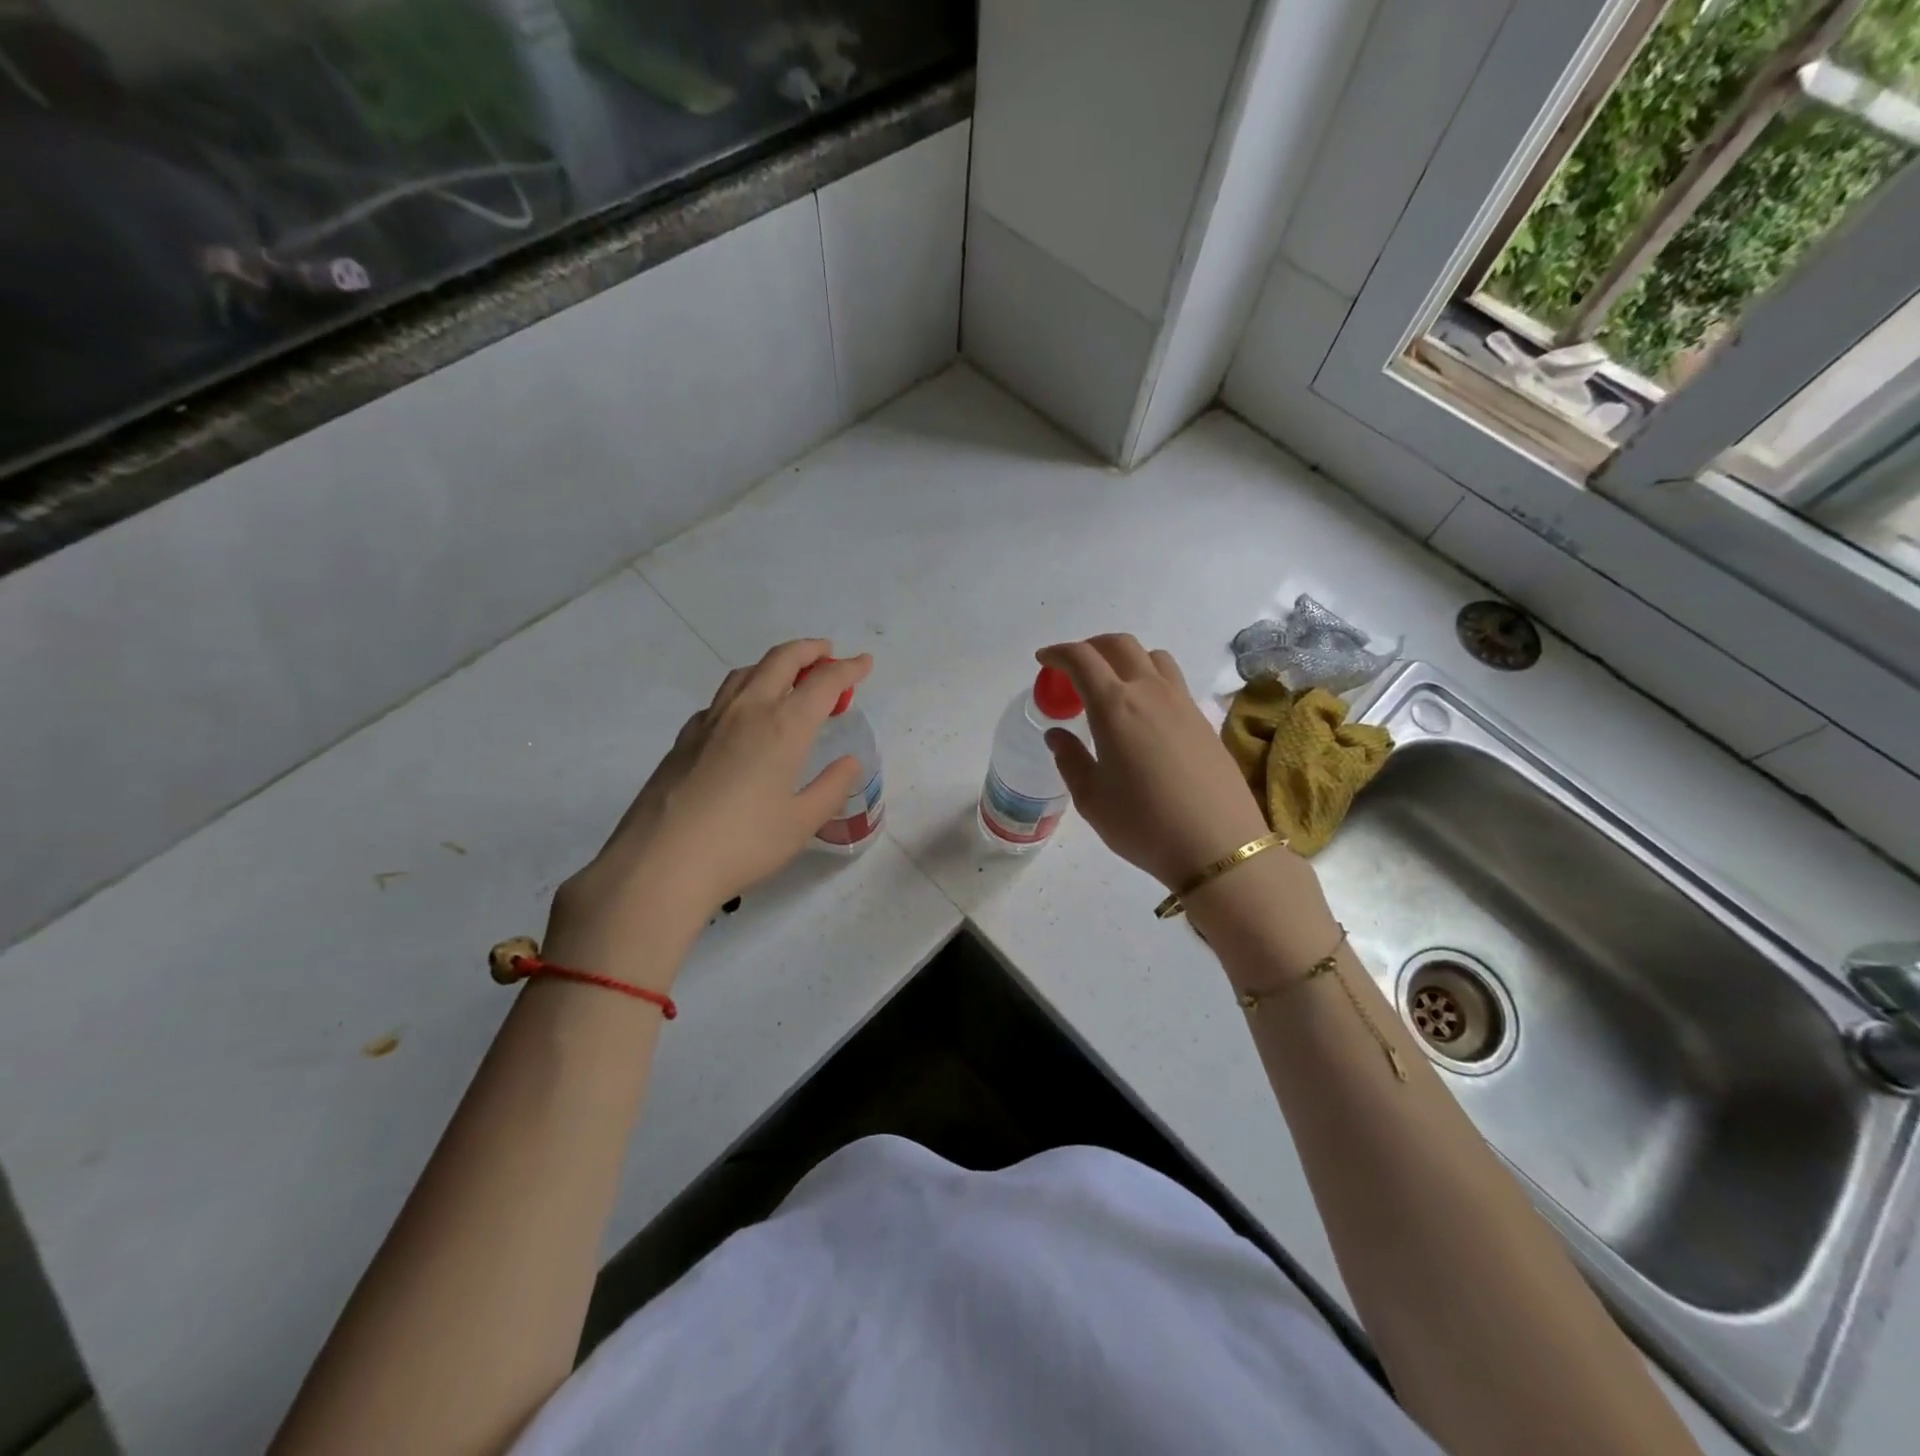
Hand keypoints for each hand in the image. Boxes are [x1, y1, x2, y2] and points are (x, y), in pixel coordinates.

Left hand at [543, 640, 871, 985]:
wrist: (661, 861)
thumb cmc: (744, 843)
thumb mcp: (802, 822)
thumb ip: (832, 787)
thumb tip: (849, 762)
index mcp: (784, 726)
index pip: (824, 683)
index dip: (848, 669)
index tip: (864, 663)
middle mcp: (748, 710)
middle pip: (781, 660)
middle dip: (810, 651)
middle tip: (828, 654)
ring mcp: (710, 721)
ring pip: (746, 673)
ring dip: (774, 664)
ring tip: (789, 676)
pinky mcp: (684, 739)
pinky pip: (720, 699)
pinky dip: (743, 691)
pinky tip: (743, 716)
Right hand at [1037, 635, 1270, 889]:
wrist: (1218, 845)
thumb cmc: (1143, 824)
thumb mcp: (1092, 798)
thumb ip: (1070, 759)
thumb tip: (1057, 734)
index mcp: (1114, 706)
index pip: (1082, 659)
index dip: (1058, 654)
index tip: (1044, 660)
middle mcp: (1149, 691)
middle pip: (1119, 645)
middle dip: (1090, 647)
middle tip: (1073, 668)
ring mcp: (1182, 702)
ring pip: (1151, 656)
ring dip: (1124, 658)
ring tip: (1111, 684)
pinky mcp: (1203, 718)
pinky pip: (1172, 680)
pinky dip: (1149, 678)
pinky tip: (1143, 712)